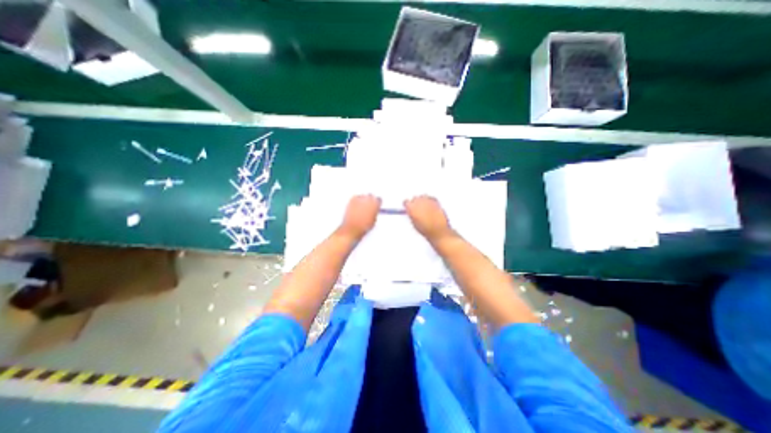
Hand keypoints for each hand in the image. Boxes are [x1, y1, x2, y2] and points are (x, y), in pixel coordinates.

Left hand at [340, 195, 381, 239]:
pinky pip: (355, 197)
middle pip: (371, 196)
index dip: (377, 203)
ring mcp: (360, 199)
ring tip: (360, 208)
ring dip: (362, 200)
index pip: (379, 200)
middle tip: (367, 207)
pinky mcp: (352, 200)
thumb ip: (374, 213)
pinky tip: (355, 207)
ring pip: (363, 196)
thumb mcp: (374, 220)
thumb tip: (373, 210)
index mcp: (376, 205)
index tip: (375, 205)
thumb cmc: (364, 226)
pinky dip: (356, 201)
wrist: (353, 228)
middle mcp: (368, 199)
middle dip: (370, 201)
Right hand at [405, 195, 452, 243]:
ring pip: (423, 196)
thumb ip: (412, 215)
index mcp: (411, 208)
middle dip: (415, 202)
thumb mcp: (414, 223)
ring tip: (425, 207)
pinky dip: (430, 200)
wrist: (438, 231)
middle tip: (417, 208)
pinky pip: (431, 198)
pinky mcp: (435, 202)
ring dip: (423, 200)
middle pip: (415, 198)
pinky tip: (430, 205)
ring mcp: (427, 201)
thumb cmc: (425, 230)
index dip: (407, 205)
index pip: (406, 202)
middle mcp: (418, 202)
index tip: (408, 207)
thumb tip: (411, 212)